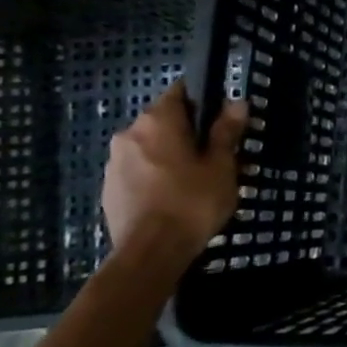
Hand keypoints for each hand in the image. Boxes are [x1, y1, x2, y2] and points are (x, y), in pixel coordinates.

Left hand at [102, 83, 247, 259]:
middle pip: (164, 120)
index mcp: (158, 121)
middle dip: (189, 131)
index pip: (181, 92)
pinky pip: (138, 170)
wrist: (149, 254)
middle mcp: (130, 133)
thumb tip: (237, 102)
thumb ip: (226, 132)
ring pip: (150, 147)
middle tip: (216, 154)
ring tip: (196, 179)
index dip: (204, 101)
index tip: (223, 120)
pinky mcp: (109, 189)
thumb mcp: (221, 166)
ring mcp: (114, 162)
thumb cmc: (191, 202)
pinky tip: (174, 197)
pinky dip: (156, 175)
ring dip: (171, 154)